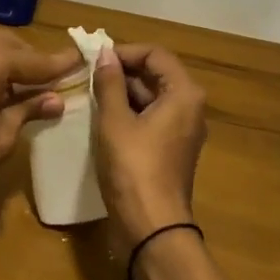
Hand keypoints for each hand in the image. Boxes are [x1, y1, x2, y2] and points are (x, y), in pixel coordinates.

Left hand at [0, 30, 75, 217]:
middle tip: (55, 80)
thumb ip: (28, 111)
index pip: (34, 59)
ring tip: (29, 89)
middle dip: (33, 62)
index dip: (60, 64)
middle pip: (10, 47)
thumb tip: (56, 100)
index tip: (82, 60)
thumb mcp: (1, 139)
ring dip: (10, 66)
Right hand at [93, 43, 207, 242]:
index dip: (125, 52)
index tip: (95, 60)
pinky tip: (103, 118)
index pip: (155, 53)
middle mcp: (190, 107)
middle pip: (156, 73)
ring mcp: (183, 129)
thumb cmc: (133, 168)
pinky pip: (152, 117)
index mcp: (184, 93)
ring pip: (152, 96)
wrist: (152, 228)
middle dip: (122, 71)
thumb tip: (104, 53)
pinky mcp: (173, 148)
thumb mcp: (115, 121)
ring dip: (123, 92)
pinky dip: (130, 112)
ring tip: (90, 95)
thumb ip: (110, 83)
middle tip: (88, 76)